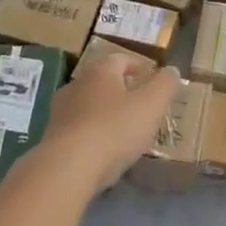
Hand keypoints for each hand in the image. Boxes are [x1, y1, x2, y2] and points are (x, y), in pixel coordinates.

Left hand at [44, 50, 181, 191]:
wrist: (68, 167)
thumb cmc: (115, 129)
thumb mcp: (152, 105)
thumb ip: (165, 85)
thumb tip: (172, 71)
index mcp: (100, 71)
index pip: (122, 59)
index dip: (140, 67)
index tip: (154, 80)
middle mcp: (76, 84)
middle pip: (104, 82)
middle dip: (124, 91)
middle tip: (143, 106)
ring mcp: (61, 112)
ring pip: (90, 106)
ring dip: (108, 114)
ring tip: (127, 131)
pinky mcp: (54, 138)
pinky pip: (81, 130)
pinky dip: (95, 135)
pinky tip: (107, 151)